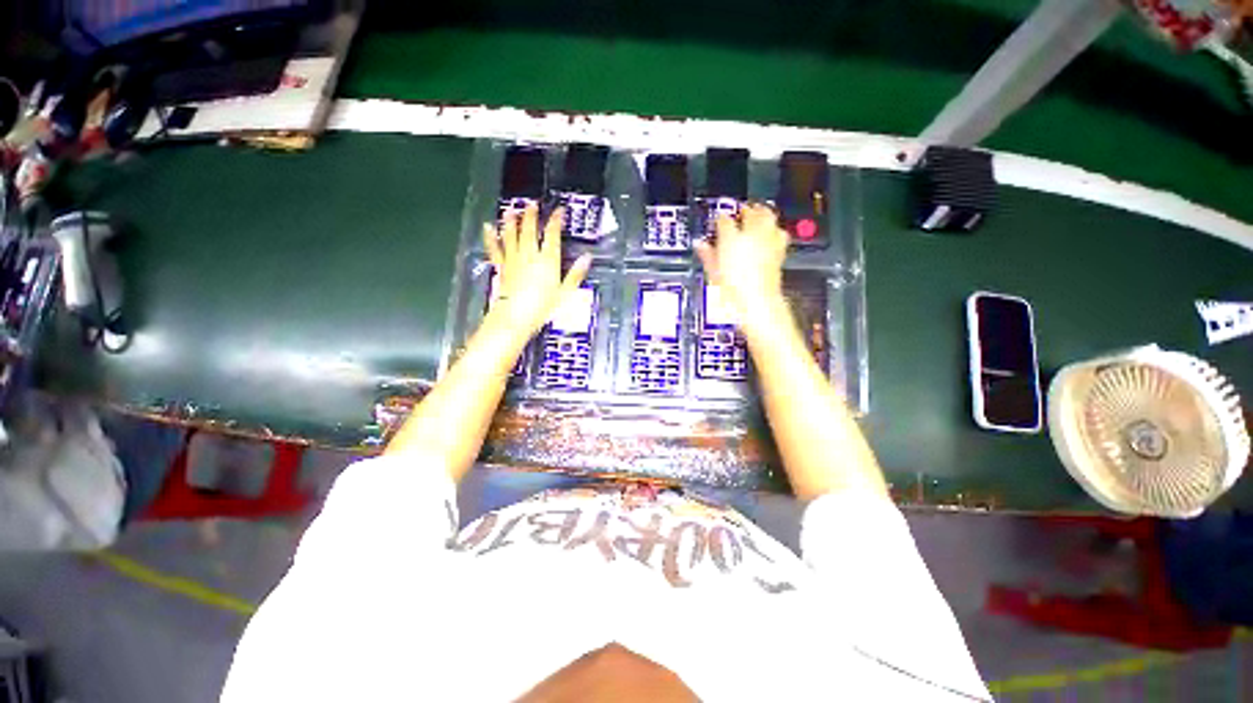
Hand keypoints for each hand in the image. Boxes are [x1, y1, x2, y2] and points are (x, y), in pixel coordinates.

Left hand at [483, 205, 591, 339]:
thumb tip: (587, 258)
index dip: (556, 221)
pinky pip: (496, 249)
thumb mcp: (565, 293)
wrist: (516, 316)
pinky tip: (488, 228)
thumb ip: (575, 274)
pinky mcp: (502, 267)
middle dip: (531, 216)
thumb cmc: (543, 307)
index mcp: (548, 260)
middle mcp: (530, 255)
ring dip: (511, 222)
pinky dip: (492, 238)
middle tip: (531, 204)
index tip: (559, 211)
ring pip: (512, 236)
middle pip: (530, 231)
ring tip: (511, 210)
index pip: (552, 236)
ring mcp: (514, 260)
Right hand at [694, 203, 789, 336]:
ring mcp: (768, 242)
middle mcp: (753, 236)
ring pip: (769, 217)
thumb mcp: (713, 275)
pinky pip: (779, 233)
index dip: (719, 219)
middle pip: (752, 211)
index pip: (724, 220)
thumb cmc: (733, 293)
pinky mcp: (779, 252)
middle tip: (740, 212)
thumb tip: (700, 245)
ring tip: (758, 216)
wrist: (757, 306)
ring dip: (763, 214)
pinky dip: (774, 230)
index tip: (717, 221)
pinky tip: (770, 236)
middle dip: (746, 209)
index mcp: (731, 239)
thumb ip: (707, 255)